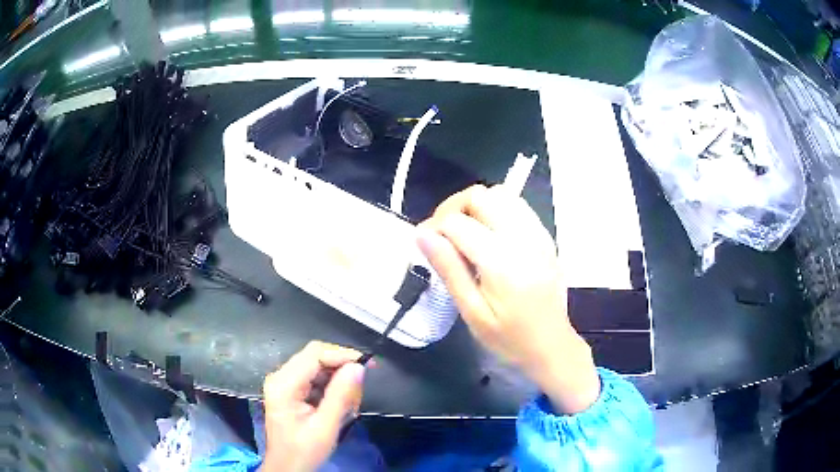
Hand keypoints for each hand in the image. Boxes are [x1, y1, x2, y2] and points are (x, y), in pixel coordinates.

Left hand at [261, 341, 365, 471]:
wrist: (287, 468)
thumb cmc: (304, 452)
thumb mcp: (325, 427)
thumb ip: (340, 396)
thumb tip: (358, 367)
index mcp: (284, 384)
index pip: (315, 354)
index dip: (342, 355)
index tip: (368, 366)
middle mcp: (280, 377)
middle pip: (315, 357)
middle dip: (341, 369)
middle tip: (360, 389)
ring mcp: (284, 383)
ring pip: (317, 366)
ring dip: (338, 380)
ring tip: (350, 403)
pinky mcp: (290, 390)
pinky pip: (315, 378)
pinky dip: (331, 387)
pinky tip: (340, 405)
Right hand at [417, 185, 599, 413]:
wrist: (551, 346)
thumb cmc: (509, 338)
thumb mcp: (472, 312)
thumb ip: (449, 270)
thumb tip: (422, 235)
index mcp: (502, 262)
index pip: (457, 222)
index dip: (433, 227)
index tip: (425, 244)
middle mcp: (523, 238)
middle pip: (480, 196)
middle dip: (453, 207)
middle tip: (442, 234)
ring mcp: (538, 234)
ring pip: (500, 194)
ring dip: (476, 205)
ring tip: (464, 231)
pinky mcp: (545, 237)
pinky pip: (517, 205)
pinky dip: (496, 209)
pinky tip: (489, 234)